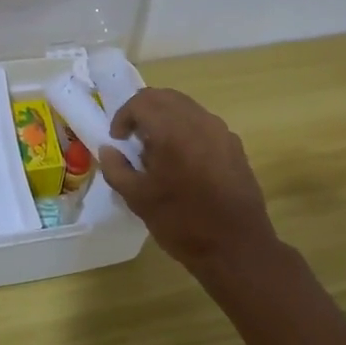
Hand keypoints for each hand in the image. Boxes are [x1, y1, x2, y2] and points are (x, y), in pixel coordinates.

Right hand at [99, 88, 279, 273]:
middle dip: (143, 111)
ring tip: (157, 151)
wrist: (236, 248)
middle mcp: (199, 121)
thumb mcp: (138, 199)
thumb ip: (116, 168)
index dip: (123, 116)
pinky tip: (183, 163)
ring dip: (165, 119)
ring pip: (186, 107)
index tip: (118, 139)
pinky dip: (185, 130)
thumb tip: (109, 150)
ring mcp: (221, 131)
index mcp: (172, 131)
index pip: (141, 102)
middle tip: (133, 139)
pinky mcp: (234, 145)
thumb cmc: (182, 223)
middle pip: (165, 97)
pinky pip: (203, 124)